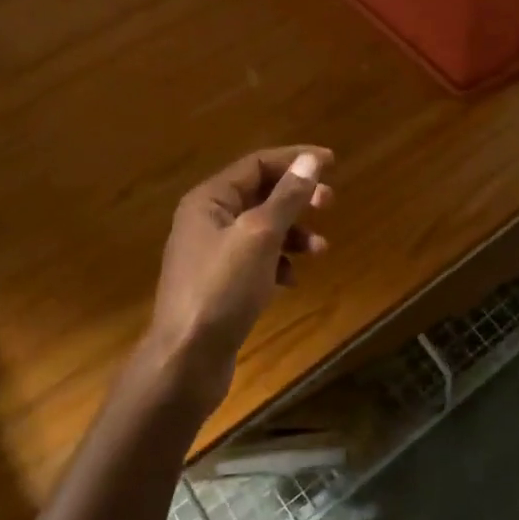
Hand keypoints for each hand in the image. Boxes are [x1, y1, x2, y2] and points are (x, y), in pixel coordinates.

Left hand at [145, 146, 333, 415]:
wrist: (186, 360)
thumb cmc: (222, 289)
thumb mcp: (260, 236)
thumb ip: (287, 196)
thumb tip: (310, 159)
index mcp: (209, 199)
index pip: (257, 164)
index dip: (295, 159)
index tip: (332, 163)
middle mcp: (206, 219)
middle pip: (260, 194)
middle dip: (296, 197)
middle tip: (329, 203)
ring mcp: (211, 254)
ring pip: (261, 229)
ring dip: (293, 233)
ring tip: (320, 249)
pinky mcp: (219, 284)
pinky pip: (255, 259)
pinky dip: (278, 262)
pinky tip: (292, 279)